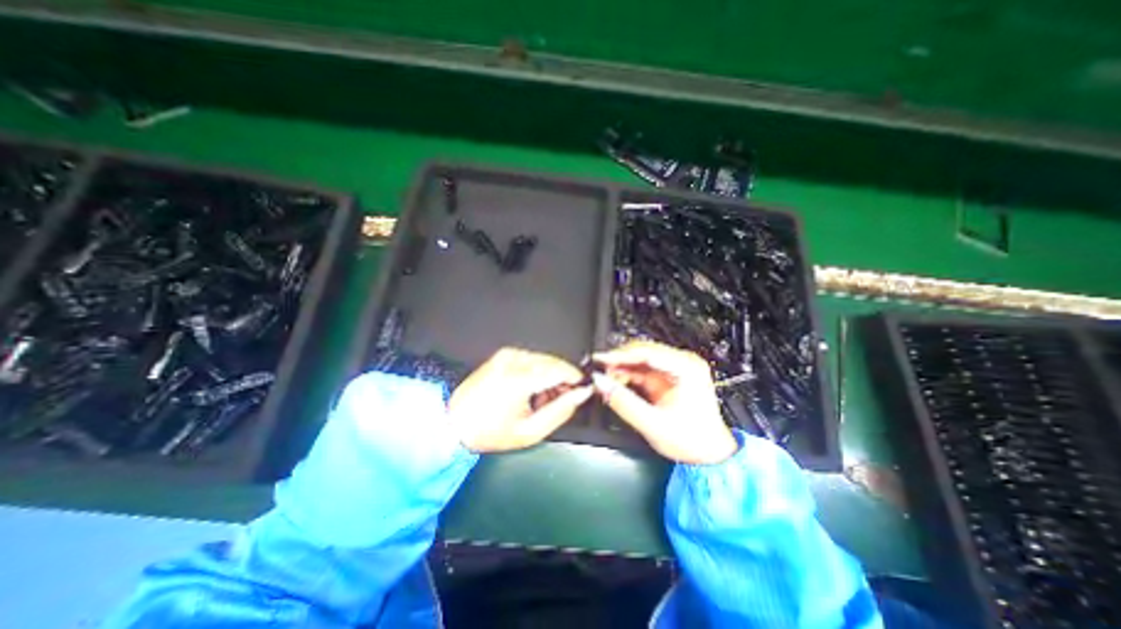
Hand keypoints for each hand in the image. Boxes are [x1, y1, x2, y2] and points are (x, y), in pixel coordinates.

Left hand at [447, 349, 589, 450]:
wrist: (454, 423)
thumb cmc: (490, 432)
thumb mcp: (531, 431)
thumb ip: (561, 410)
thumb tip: (581, 394)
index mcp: (520, 378)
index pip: (562, 369)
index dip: (576, 380)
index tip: (582, 391)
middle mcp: (514, 360)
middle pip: (554, 362)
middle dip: (563, 379)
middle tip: (562, 400)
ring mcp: (507, 354)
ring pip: (544, 359)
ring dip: (551, 375)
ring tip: (542, 398)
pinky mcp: (503, 354)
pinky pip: (531, 358)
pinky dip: (538, 371)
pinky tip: (531, 388)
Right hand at [590, 341, 742, 463]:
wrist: (709, 455)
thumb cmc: (692, 440)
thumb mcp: (653, 423)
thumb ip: (624, 402)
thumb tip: (602, 384)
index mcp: (687, 368)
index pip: (647, 353)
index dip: (620, 354)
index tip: (601, 359)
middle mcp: (682, 364)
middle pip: (643, 352)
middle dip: (619, 360)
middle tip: (599, 369)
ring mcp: (675, 370)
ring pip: (640, 360)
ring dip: (621, 367)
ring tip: (604, 377)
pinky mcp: (667, 378)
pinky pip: (642, 370)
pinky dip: (627, 375)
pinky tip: (615, 381)